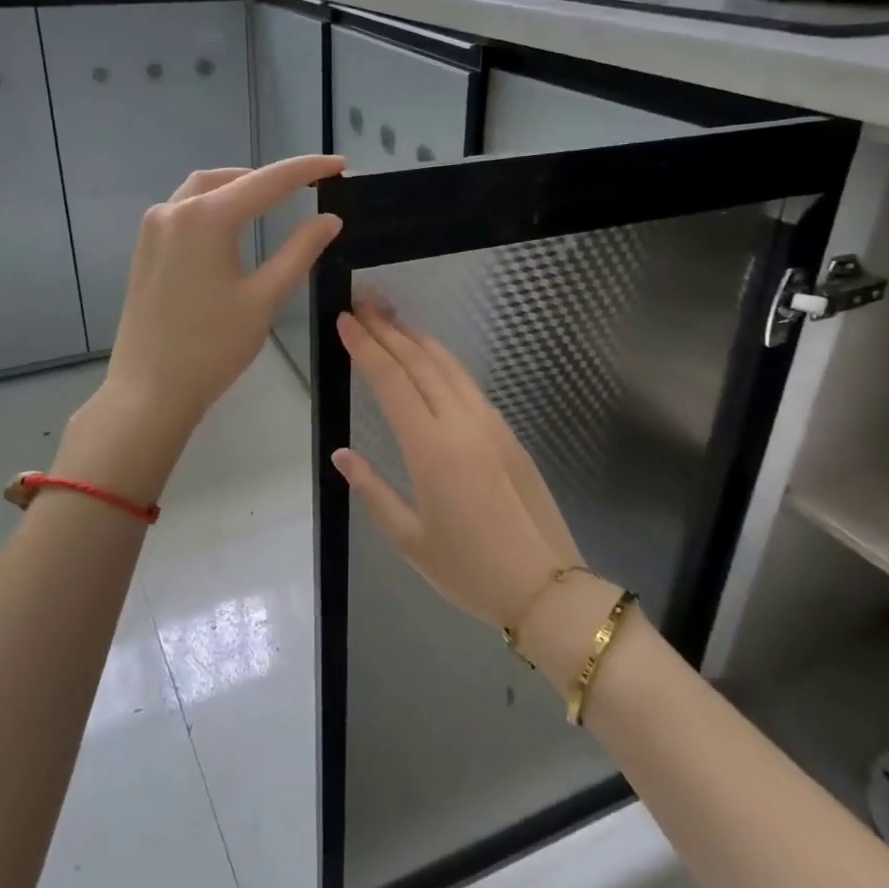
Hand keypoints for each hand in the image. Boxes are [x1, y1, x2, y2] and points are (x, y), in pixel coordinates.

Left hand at [98, 155, 345, 436]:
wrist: (150, 390)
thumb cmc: (212, 348)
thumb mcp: (264, 299)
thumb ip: (300, 252)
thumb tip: (329, 220)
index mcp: (206, 218)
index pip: (267, 182)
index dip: (307, 170)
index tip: (340, 166)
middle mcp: (174, 211)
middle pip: (230, 178)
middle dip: (269, 178)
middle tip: (307, 187)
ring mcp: (153, 229)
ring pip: (202, 191)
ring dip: (238, 189)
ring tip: (272, 201)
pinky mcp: (145, 249)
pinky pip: (183, 211)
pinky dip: (213, 207)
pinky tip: (232, 227)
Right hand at [330, 305, 584, 631]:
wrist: (546, 586)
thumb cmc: (469, 570)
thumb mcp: (408, 538)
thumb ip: (372, 489)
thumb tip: (342, 453)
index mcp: (431, 449)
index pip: (392, 381)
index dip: (367, 347)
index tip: (345, 319)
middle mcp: (462, 424)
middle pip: (420, 362)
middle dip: (389, 328)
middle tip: (364, 300)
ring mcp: (490, 424)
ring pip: (449, 366)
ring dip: (418, 338)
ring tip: (392, 317)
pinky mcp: (507, 433)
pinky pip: (469, 384)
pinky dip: (443, 361)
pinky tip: (431, 358)